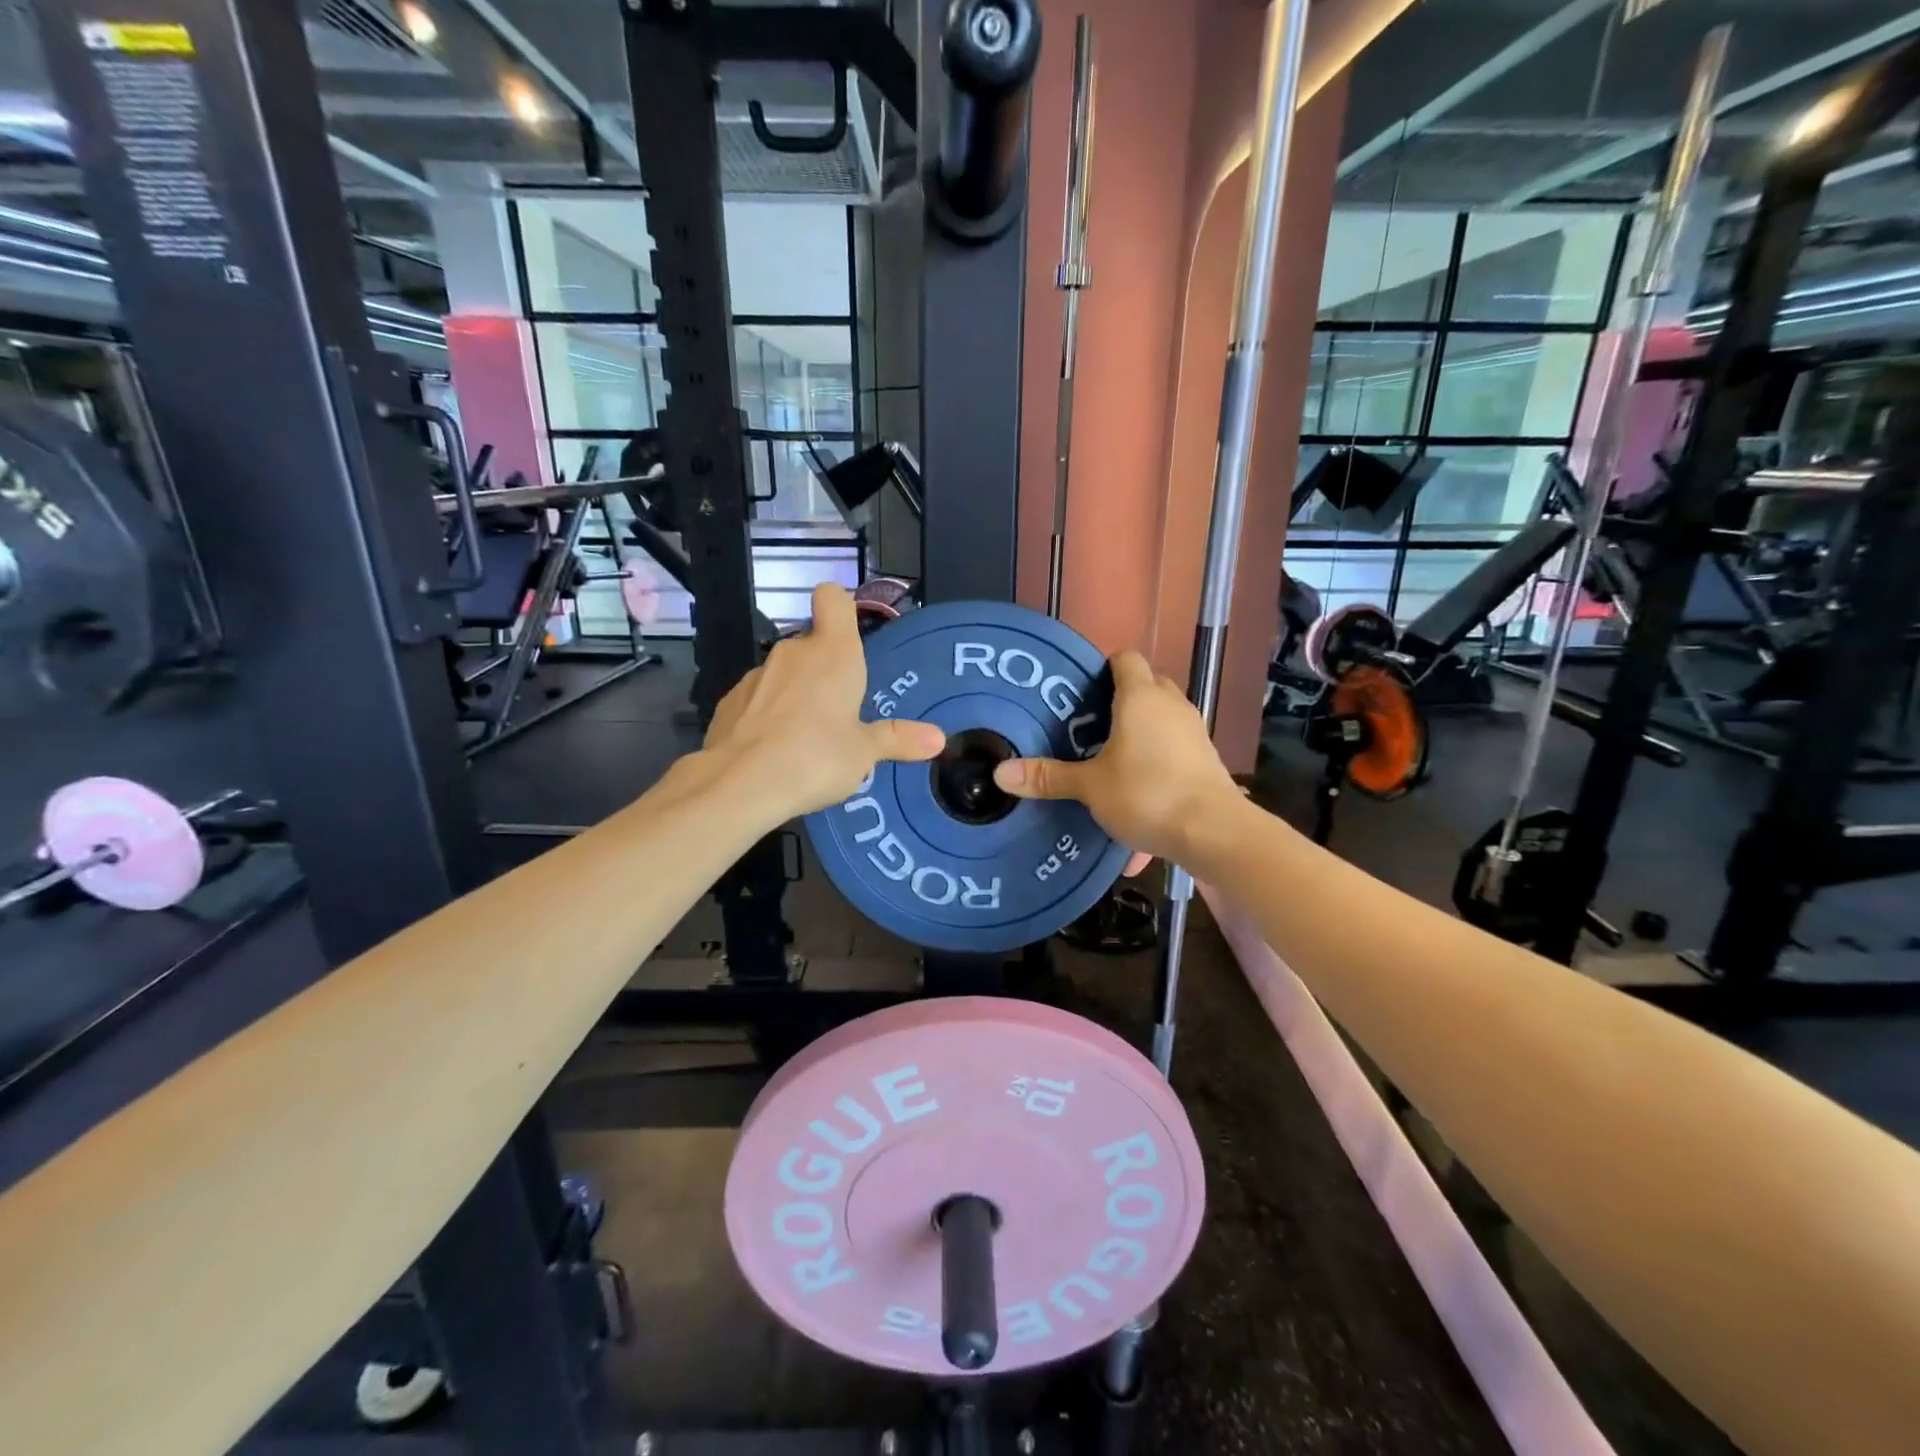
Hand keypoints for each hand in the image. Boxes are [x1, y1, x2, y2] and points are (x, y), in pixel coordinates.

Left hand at [703, 583, 944, 820]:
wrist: (738, 784)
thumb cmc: (815, 758)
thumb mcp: (865, 753)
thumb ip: (898, 740)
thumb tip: (938, 738)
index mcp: (833, 653)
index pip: (833, 597)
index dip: (842, 606)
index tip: (851, 637)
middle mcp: (793, 653)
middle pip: (813, 643)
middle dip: (826, 671)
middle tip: (842, 713)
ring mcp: (757, 675)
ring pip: (785, 673)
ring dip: (797, 694)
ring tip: (807, 740)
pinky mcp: (730, 701)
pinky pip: (759, 698)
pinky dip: (768, 715)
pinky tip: (773, 751)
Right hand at [992, 650, 1239, 866]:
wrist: (1214, 832)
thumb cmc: (1147, 793)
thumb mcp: (1090, 787)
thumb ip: (1048, 777)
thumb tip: (1000, 773)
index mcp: (1140, 697)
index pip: (1124, 658)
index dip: (1102, 667)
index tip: (1079, 689)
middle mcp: (1170, 706)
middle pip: (1145, 686)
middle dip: (1119, 701)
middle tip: (1088, 726)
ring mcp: (1193, 732)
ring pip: (1162, 719)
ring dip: (1140, 733)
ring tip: (1110, 760)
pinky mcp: (1205, 760)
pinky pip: (1174, 751)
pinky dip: (1156, 764)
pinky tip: (1137, 799)